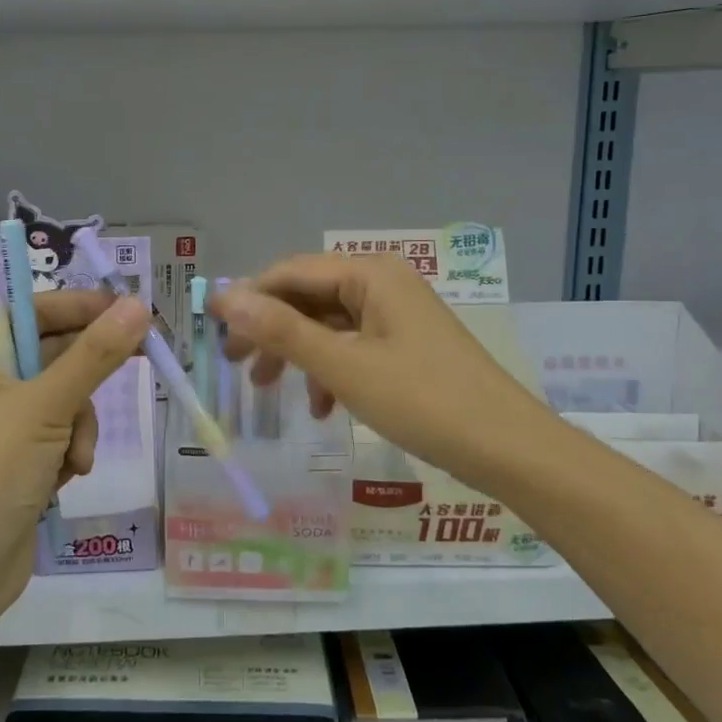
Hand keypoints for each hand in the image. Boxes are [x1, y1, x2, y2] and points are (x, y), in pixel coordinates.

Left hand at [0, 290, 150, 620]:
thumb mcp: (48, 405)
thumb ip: (96, 354)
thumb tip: (137, 305)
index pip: (30, 312)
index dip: (81, 308)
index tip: (128, 309)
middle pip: (49, 356)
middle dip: (82, 383)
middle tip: (139, 358)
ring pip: (61, 398)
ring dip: (78, 425)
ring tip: (75, 457)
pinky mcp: (9, 456)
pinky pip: (55, 432)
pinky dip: (68, 449)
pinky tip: (65, 476)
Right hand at [213, 254, 544, 490]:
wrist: (509, 449)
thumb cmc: (423, 401)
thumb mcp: (343, 366)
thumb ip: (282, 331)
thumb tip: (224, 299)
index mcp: (369, 275)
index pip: (290, 272)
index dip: (248, 298)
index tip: (212, 331)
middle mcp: (382, 284)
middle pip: (308, 297)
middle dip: (269, 330)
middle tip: (234, 364)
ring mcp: (397, 316)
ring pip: (328, 325)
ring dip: (296, 354)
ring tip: (268, 389)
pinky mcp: (406, 346)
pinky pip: (353, 347)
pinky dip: (330, 371)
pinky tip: (322, 408)